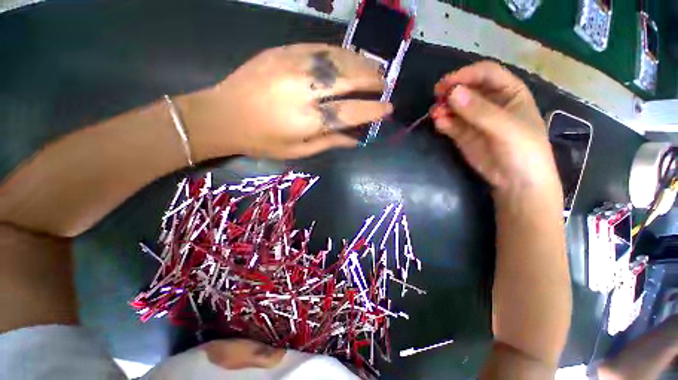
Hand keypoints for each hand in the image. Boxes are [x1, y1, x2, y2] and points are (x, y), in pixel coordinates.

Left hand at [178, 43, 391, 160]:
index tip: (388, 108)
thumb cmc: (262, 141)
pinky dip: (340, 53)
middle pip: (348, 79)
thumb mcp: (297, 152)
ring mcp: (293, 65)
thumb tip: (355, 140)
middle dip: (372, 80)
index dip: (373, 111)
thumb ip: (329, 143)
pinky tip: (349, 57)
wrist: (222, 115)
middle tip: (383, 84)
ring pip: (337, 59)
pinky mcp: (283, 51)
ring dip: (361, 63)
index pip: (351, 113)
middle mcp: (304, 90)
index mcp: (308, 120)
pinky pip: (320, 47)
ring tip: (373, 69)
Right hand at [431, 61, 560, 197]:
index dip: (466, 75)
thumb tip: (452, 93)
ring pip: (455, 107)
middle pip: (467, 88)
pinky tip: (438, 123)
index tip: (447, 84)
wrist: (516, 182)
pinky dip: (443, 122)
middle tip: (437, 97)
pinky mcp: (463, 134)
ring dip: (444, 108)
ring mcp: (474, 119)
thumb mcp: (506, 128)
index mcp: (509, 92)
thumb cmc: (523, 150)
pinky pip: (450, 123)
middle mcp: (490, 102)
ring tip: (435, 114)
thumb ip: (479, 111)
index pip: (486, 74)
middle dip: (452, 91)